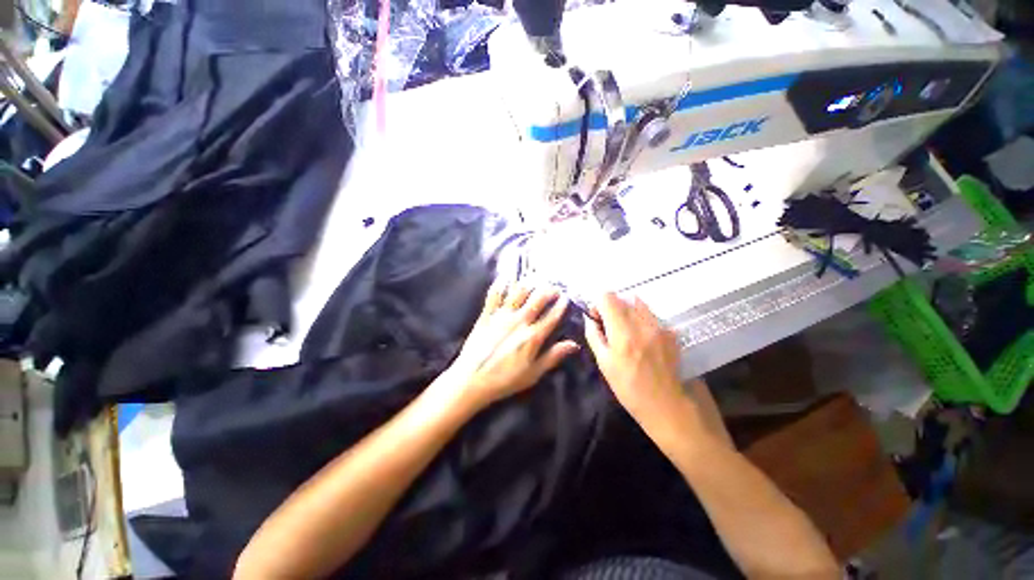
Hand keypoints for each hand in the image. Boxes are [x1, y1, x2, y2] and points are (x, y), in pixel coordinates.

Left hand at [439, 283, 579, 409]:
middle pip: (537, 300)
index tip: (566, 298)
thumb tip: (574, 344)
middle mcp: (519, 321)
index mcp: (532, 337)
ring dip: (529, 284)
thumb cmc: (505, 379)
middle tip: (554, 287)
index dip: (561, 306)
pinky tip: (506, 277)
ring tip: (535, 280)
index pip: (552, 316)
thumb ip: (553, 356)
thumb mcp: (533, 373)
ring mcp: (502, 316)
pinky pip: (494, 294)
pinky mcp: (487, 314)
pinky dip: (501, 284)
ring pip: (518, 293)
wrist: (472, 379)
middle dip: (548, 290)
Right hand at [583, 293, 684, 420]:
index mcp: (622, 331)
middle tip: (609, 325)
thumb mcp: (604, 363)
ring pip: (638, 303)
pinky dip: (640, 318)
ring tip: (625, 329)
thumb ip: (594, 336)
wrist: (668, 404)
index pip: (607, 297)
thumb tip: (589, 318)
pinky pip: (650, 314)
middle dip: (611, 307)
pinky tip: (641, 337)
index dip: (598, 304)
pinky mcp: (670, 331)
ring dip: (626, 310)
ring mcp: (659, 325)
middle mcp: (642, 322)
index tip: (597, 319)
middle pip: (622, 297)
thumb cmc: (629, 387)